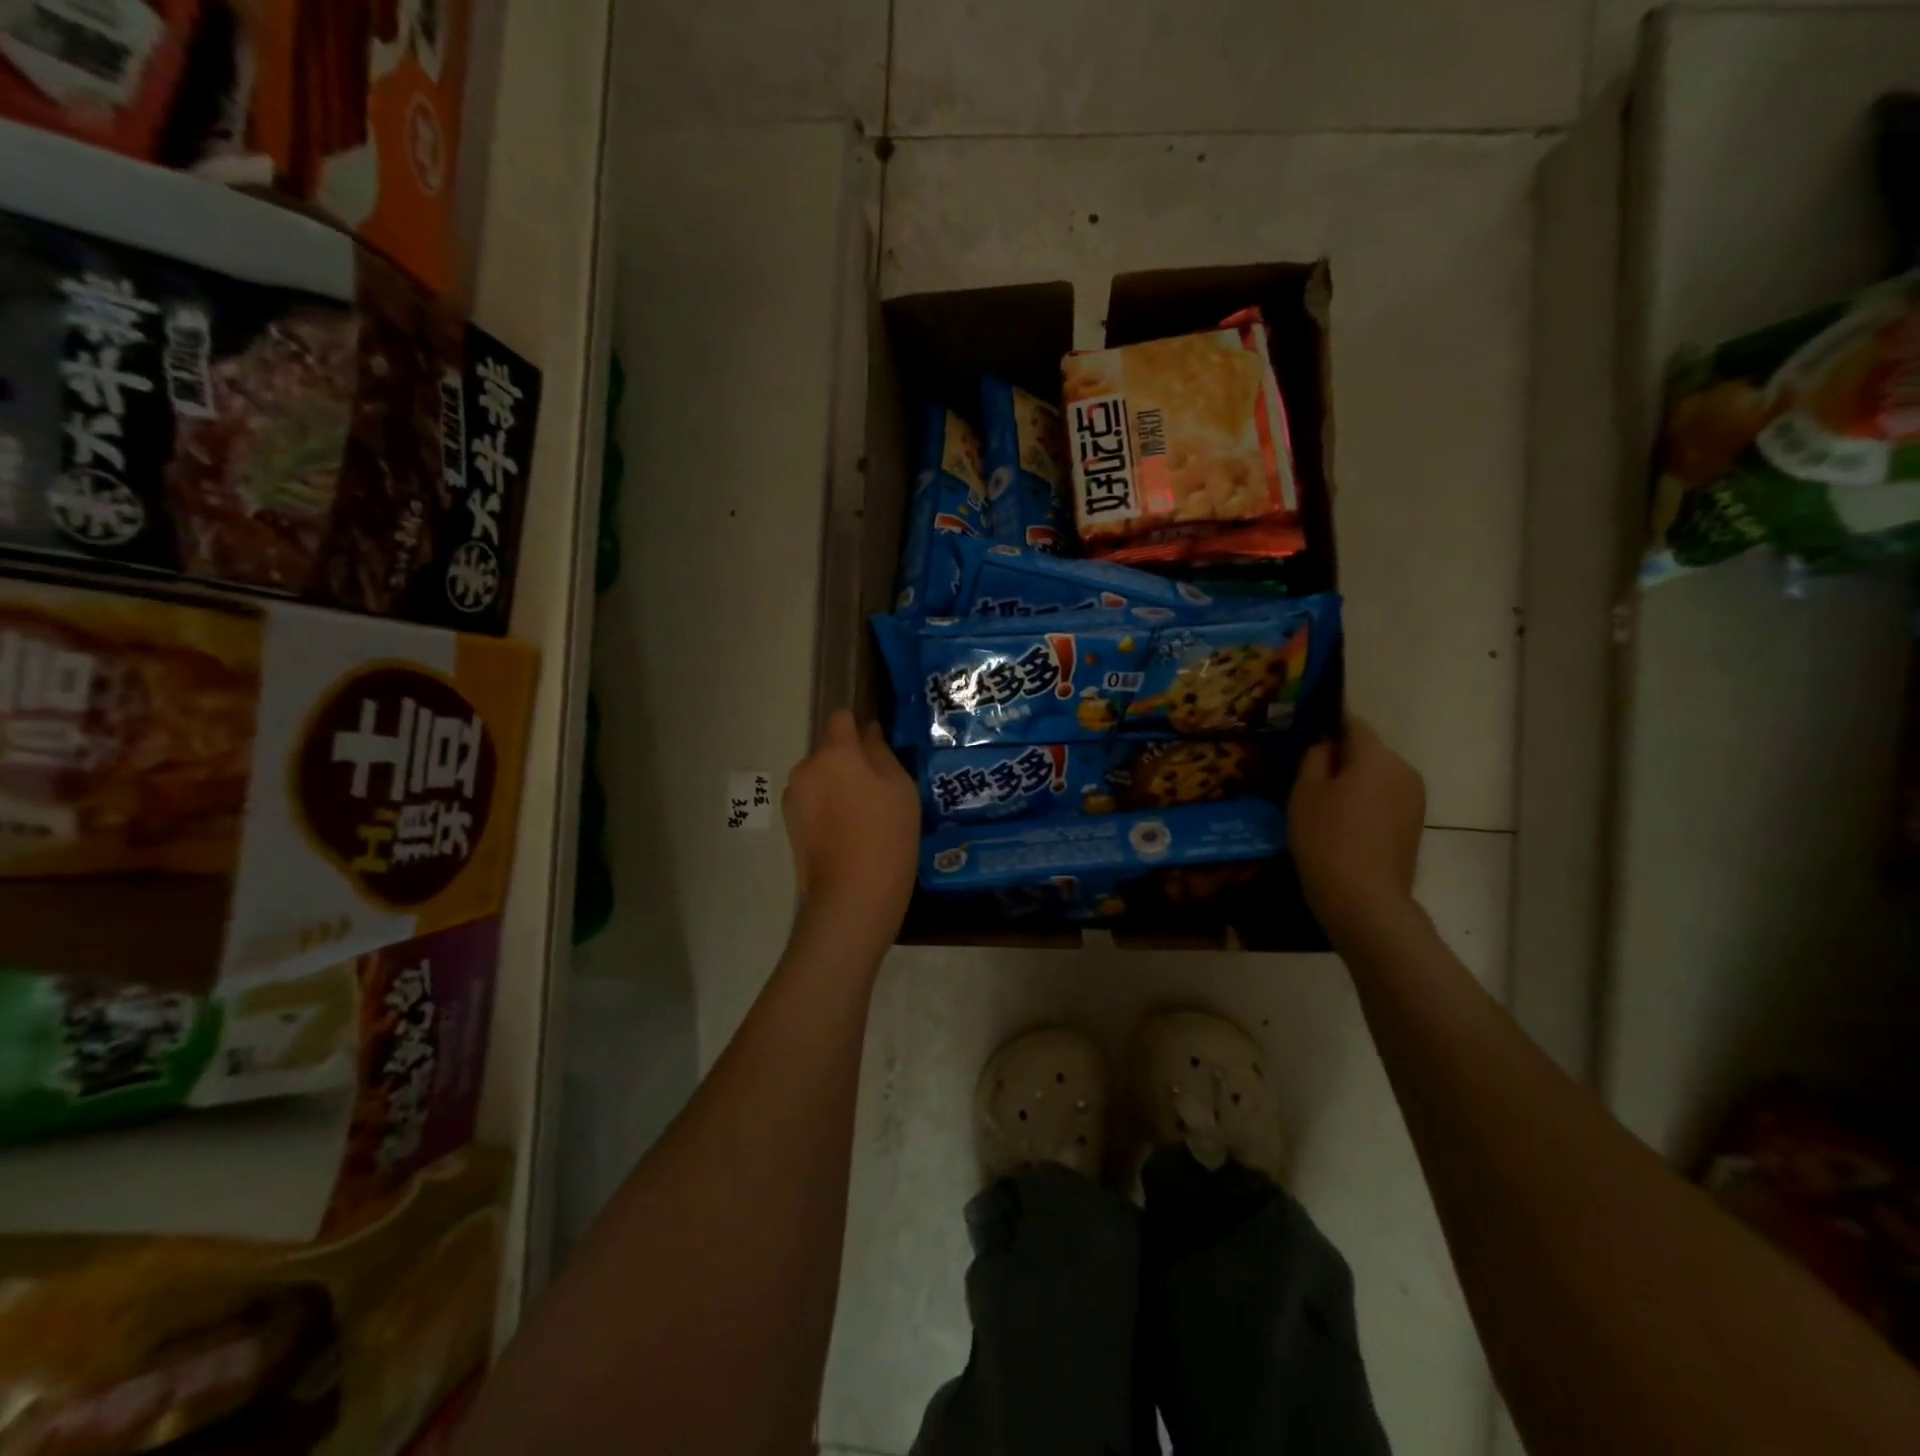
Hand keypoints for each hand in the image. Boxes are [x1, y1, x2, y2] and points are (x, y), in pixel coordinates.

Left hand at [783, 710, 919, 949]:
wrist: (852, 896)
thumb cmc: (887, 835)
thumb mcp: (900, 788)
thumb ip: (881, 752)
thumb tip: (868, 731)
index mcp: (835, 752)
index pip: (841, 718)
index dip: (859, 726)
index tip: (877, 747)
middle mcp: (806, 768)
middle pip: (830, 751)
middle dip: (849, 762)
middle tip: (878, 792)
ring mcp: (794, 797)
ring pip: (820, 777)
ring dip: (837, 786)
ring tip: (863, 819)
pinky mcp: (789, 824)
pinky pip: (812, 802)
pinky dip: (827, 809)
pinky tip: (846, 835)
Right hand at [1288, 717, 1425, 941]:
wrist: (1363, 898)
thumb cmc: (1325, 838)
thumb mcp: (1305, 792)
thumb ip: (1315, 758)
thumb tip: (1326, 744)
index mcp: (1377, 756)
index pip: (1353, 724)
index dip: (1329, 725)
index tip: (1307, 734)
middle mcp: (1404, 770)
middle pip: (1368, 751)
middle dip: (1341, 757)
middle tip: (1307, 776)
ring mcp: (1415, 799)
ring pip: (1378, 776)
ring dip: (1354, 782)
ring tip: (1323, 804)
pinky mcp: (1414, 824)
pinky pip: (1385, 798)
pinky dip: (1366, 802)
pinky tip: (1342, 824)